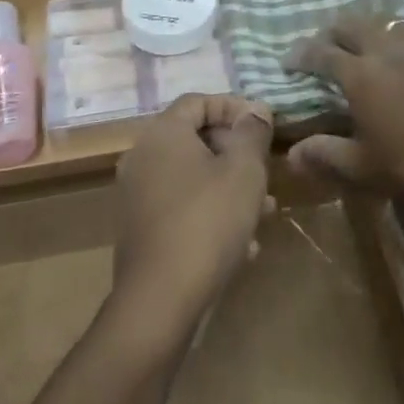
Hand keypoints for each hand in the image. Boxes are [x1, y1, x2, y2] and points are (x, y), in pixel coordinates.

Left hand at [111, 94, 274, 341]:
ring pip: (191, 178)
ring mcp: (136, 196)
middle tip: (266, 171)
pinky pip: (181, 208)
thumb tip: (256, 109)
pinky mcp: (139, 231)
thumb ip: (252, 133)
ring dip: (228, 187)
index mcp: (163, 133)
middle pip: (194, 139)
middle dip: (235, 153)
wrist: (160, 302)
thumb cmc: (207, 221)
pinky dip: (210, 214)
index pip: (198, 101)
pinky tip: (243, 245)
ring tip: (264, 211)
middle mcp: (142, 157)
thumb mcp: (244, 171)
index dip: (234, 107)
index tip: (264, 126)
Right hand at [283, 18, 403, 230]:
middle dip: (332, 35)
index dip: (301, 54)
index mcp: (360, 75)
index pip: (320, 52)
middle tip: (325, 51)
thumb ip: (324, 154)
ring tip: (366, 51)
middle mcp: (387, 49)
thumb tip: (291, 154)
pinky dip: (403, 38)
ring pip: (384, 23)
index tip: (290, 61)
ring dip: (368, 33)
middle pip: (350, 24)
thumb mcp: (361, 168)